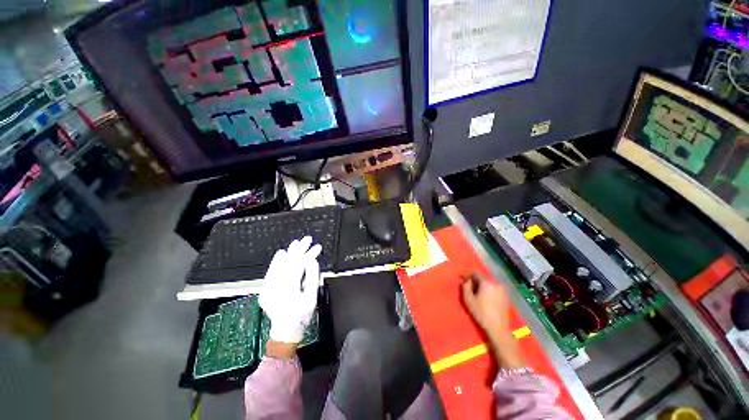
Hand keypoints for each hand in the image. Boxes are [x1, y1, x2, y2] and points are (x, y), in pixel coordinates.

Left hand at [260, 236, 321, 349]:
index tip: (316, 246)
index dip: (308, 254)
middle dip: (298, 250)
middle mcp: (276, 288)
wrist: (285, 330)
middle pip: (288, 263)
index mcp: (289, 290)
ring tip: (296, 243)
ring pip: (278, 266)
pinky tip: (281, 253)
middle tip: (307, 239)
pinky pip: (270, 272)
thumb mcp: (312, 297)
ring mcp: (268, 289)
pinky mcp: (265, 290)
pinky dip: (276, 262)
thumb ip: (312, 277)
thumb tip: (312, 260)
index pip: (298, 266)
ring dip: (288, 253)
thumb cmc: (302, 315)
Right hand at [461, 273, 523, 368]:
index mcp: (487, 282)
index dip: (467, 274)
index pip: (475, 273)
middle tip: (468, 287)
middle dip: (475, 281)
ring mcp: (503, 291)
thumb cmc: (481, 313)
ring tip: (476, 293)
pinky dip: (489, 291)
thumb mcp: (468, 299)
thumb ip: (465, 287)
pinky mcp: (506, 297)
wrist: (498, 329)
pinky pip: (494, 290)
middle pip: (483, 278)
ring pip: (489, 284)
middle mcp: (496, 283)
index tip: (461, 277)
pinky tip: (485, 299)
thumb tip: (466, 281)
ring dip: (482, 286)